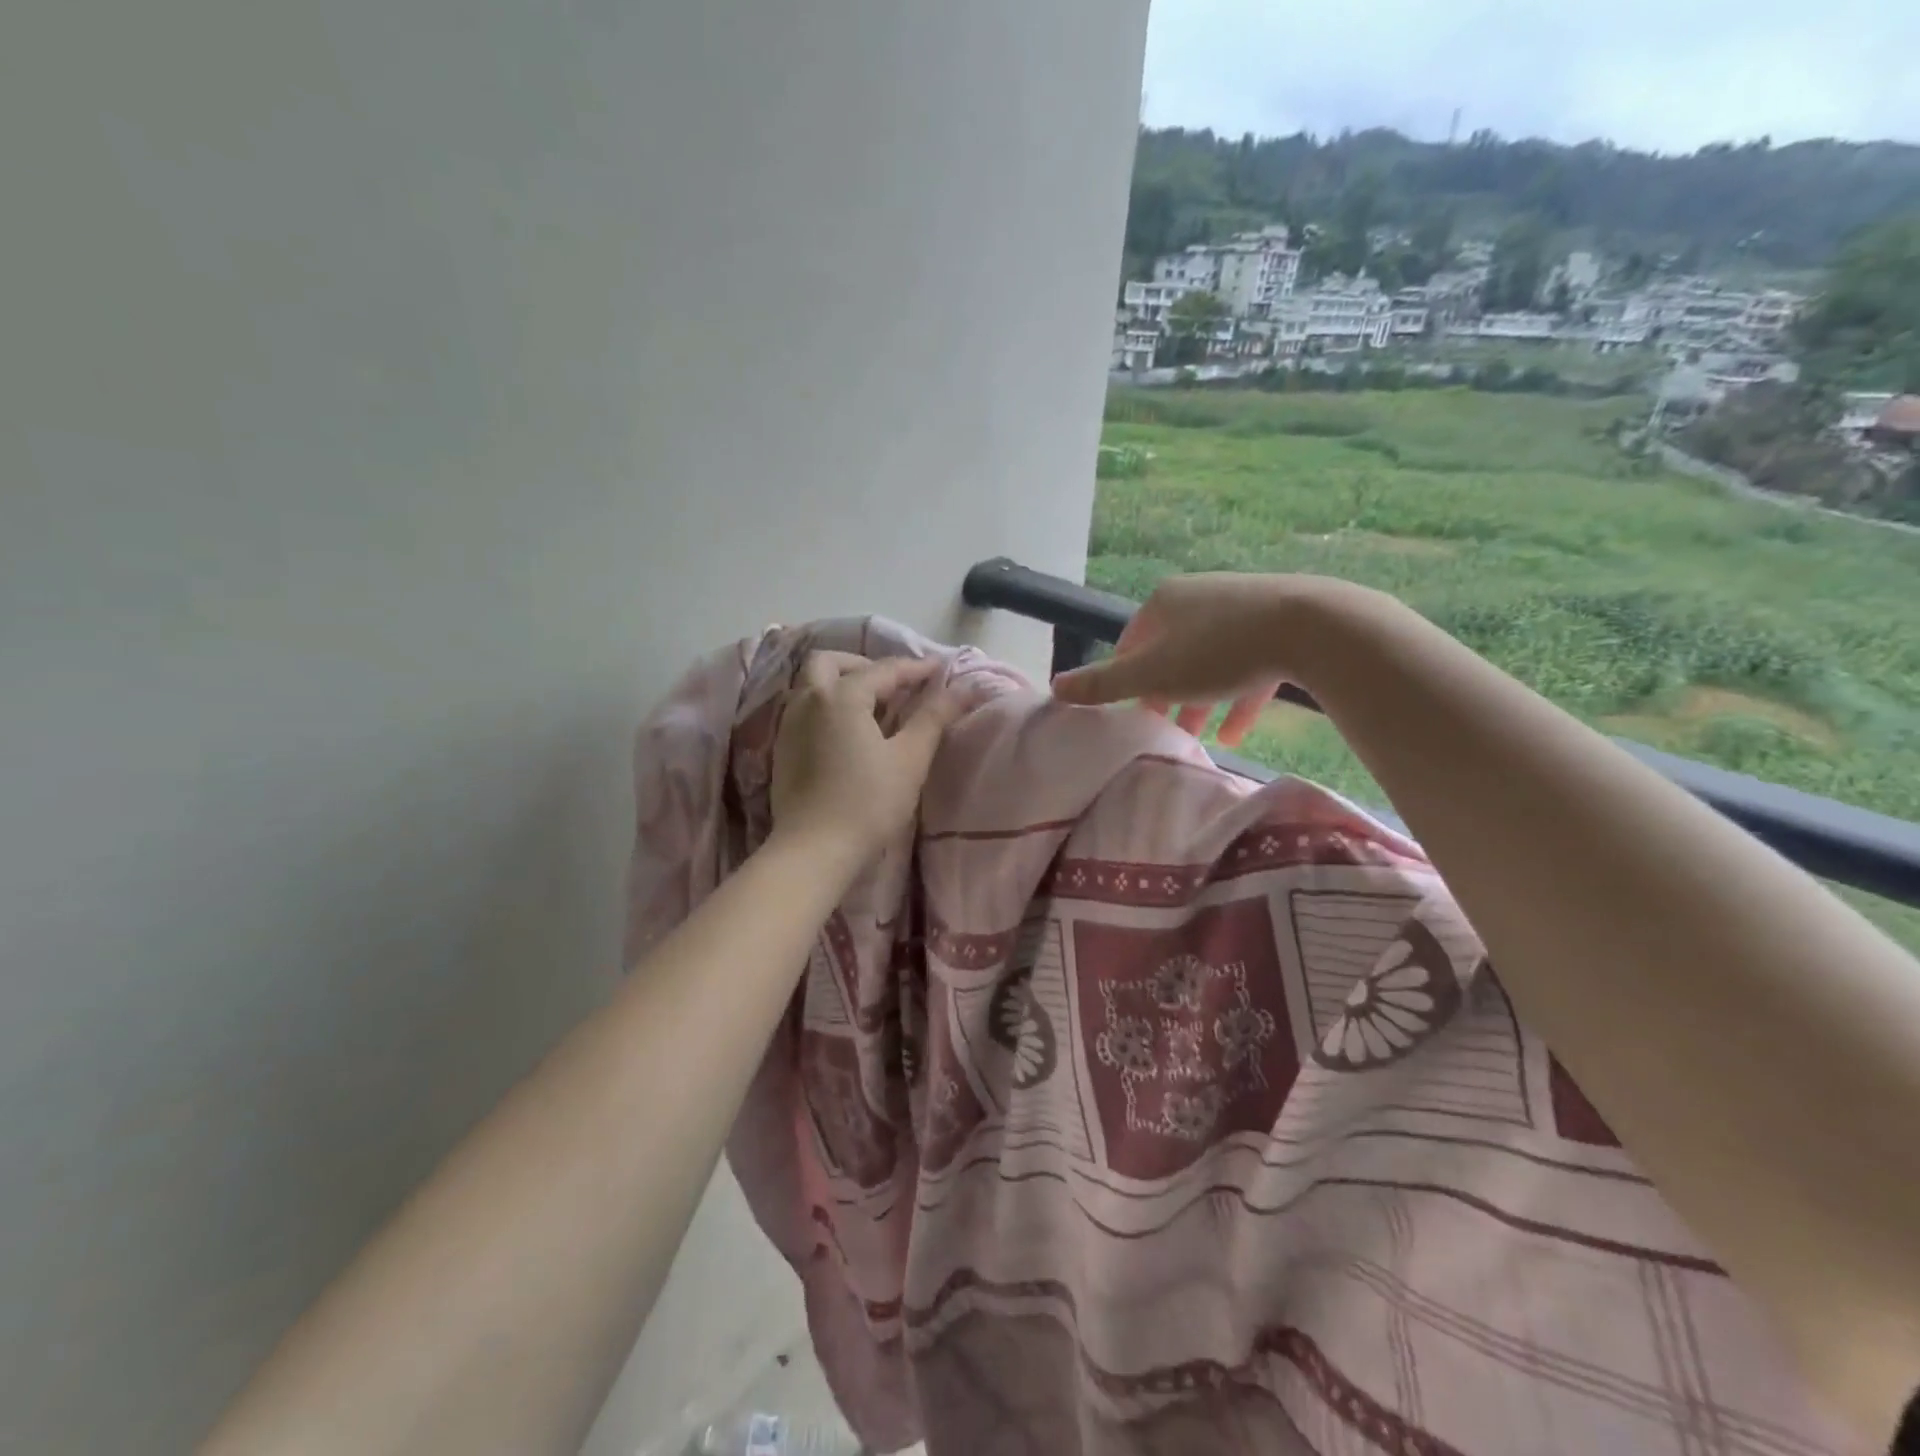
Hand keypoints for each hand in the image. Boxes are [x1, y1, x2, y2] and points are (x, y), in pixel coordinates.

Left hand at [770, 652, 962, 861]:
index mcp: (842, 696)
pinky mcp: (782, 749)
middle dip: (863, 664)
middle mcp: (809, 700)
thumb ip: (934, 717)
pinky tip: (848, 733)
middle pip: (830, 662)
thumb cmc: (868, 803)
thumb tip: (963, 688)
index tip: (940, 670)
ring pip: (812, 685)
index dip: (915, 668)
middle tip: (893, 686)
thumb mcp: (909, 759)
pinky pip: (805, 710)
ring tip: (873, 709)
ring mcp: (789, 725)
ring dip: (842, 683)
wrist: (814, 850)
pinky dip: (828, 706)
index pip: (884, 670)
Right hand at [1052, 573, 1360, 745]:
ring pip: (1210, 662)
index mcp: (1164, 602)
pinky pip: (1249, 666)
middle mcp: (1200, 598)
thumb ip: (1104, 685)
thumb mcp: (1152, 674)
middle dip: (1165, 694)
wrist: (1311, 626)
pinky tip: (1236, 733)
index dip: (1126, 679)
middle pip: (1171, 653)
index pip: (1131, 642)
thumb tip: (1054, 687)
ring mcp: (1242, 608)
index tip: (1130, 711)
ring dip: (1200, 701)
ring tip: (1196, 738)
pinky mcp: (1279, 625)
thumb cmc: (1218, 650)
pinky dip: (1238, 698)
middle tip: (1161, 728)